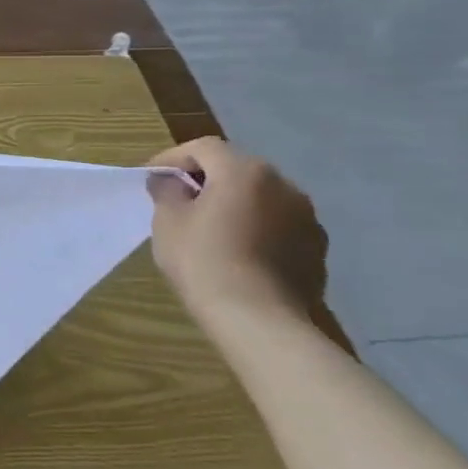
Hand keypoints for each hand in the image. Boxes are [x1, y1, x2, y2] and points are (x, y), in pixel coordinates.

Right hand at [146, 137, 326, 315]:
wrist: (260, 321)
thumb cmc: (204, 261)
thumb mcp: (167, 221)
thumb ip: (168, 191)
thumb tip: (171, 181)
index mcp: (244, 171)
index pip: (202, 148)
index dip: (172, 157)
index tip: (151, 177)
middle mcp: (283, 185)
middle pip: (236, 168)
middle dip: (206, 179)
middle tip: (179, 200)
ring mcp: (306, 217)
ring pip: (261, 197)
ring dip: (235, 203)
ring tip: (212, 227)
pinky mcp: (316, 247)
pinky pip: (279, 224)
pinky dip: (257, 227)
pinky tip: (240, 252)